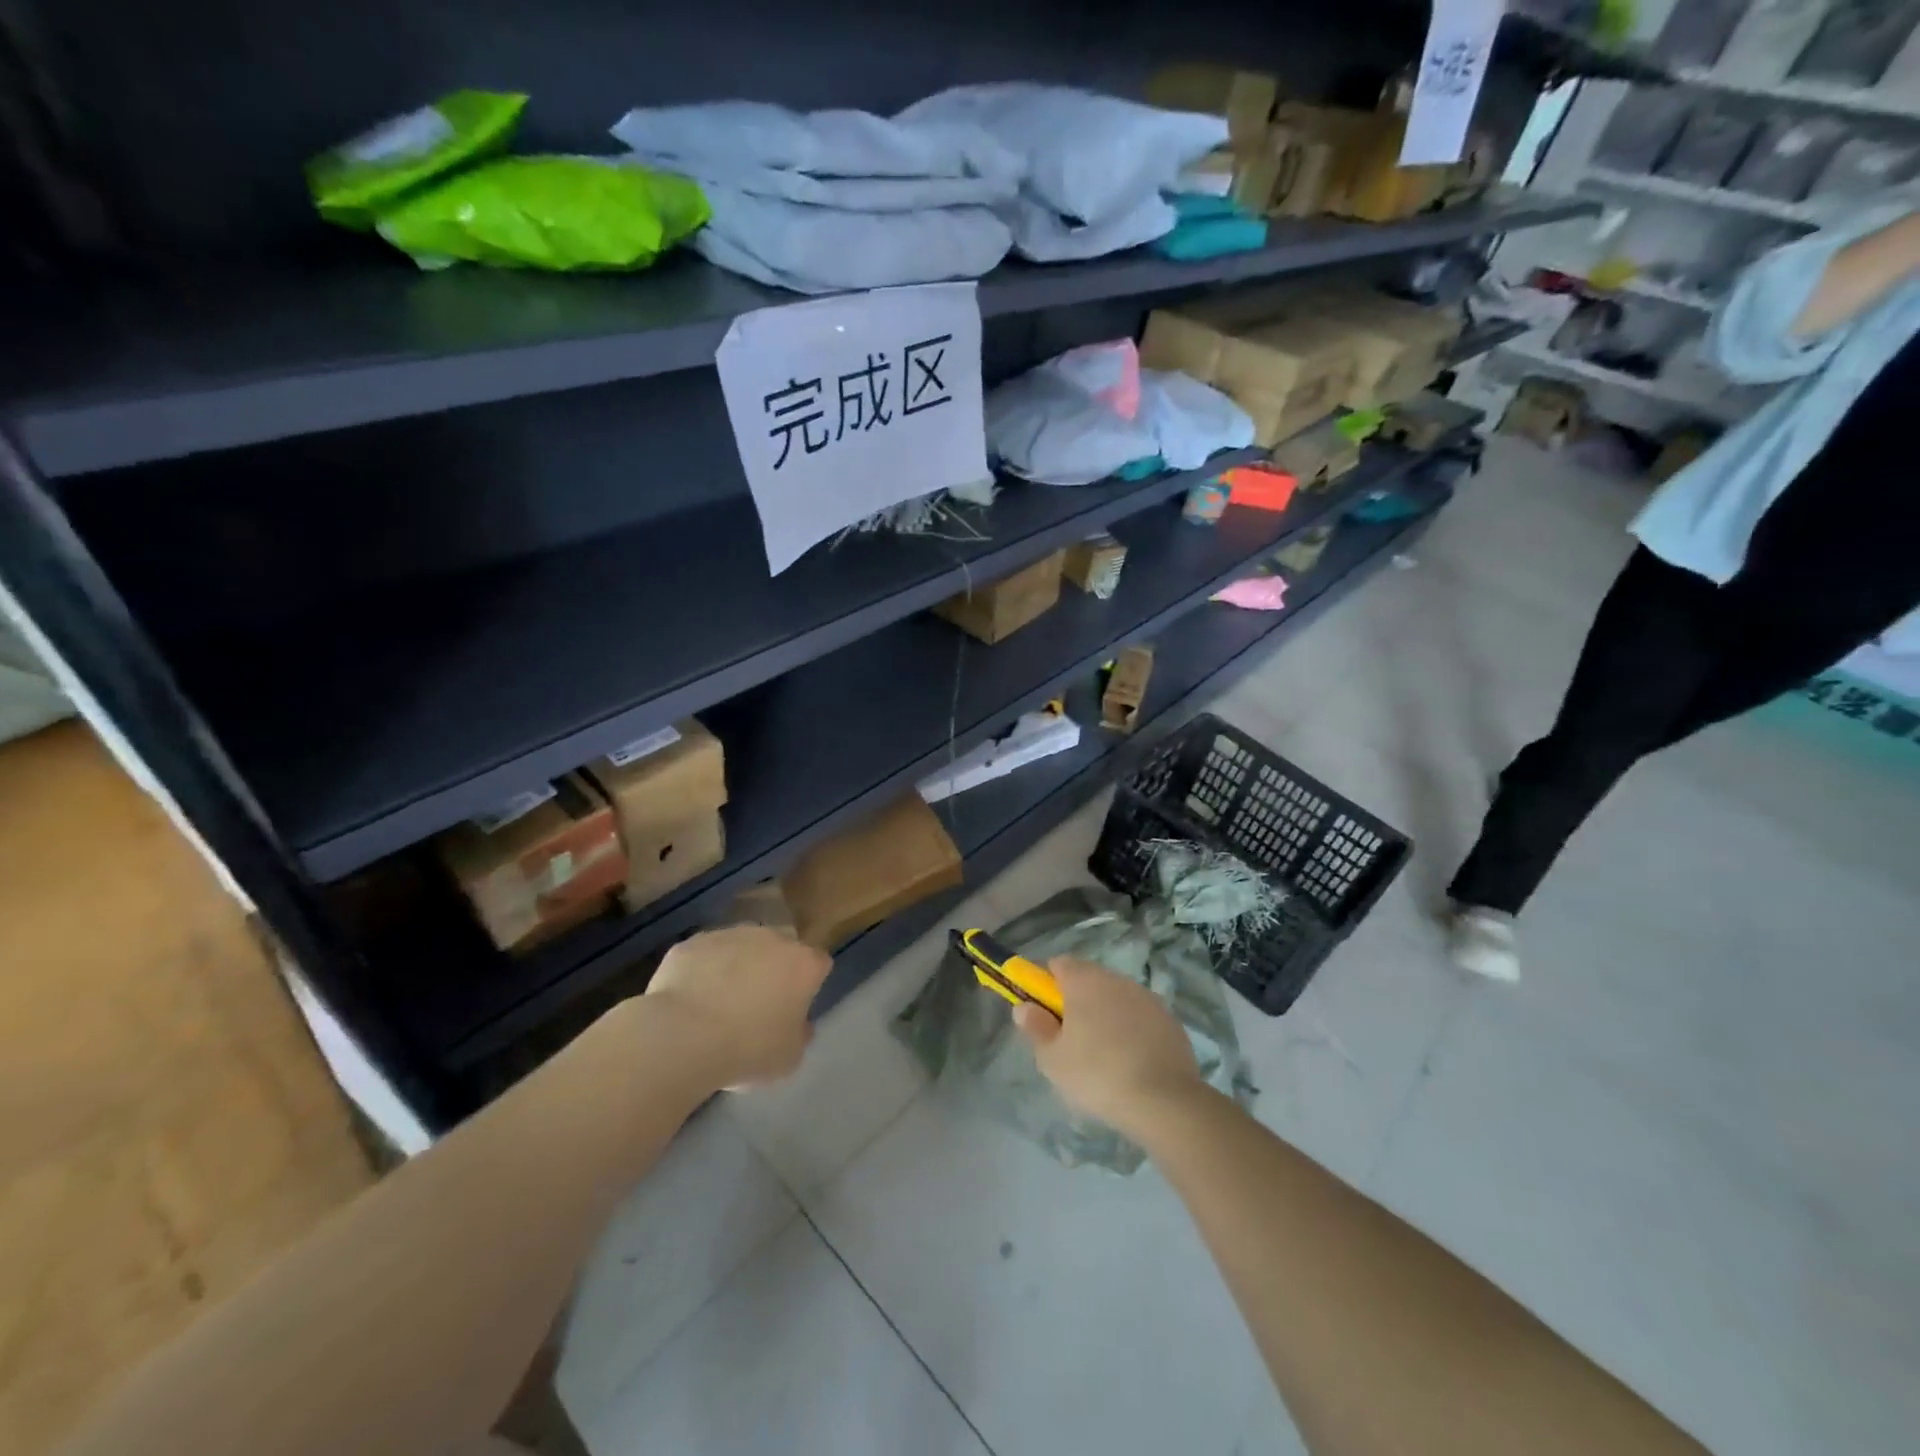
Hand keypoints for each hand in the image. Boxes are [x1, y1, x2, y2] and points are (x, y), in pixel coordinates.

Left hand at [645, 926, 830, 1088]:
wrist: (681, 1036)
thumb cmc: (746, 1049)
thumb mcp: (789, 1058)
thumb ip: (800, 1034)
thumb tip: (797, 1024)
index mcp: (803, 964)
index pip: (819, 964)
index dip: (809, 984)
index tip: (795, 1008)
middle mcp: (771, 938)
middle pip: (781, 947)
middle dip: (774, 967)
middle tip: (758, 1003)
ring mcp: (729, 935)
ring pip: (741, 946)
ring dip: (737, 966)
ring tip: (718, 1003)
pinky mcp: (692, 942)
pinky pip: (705, 955)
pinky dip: (702, 970)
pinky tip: (690, 1001)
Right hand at [1013, 956, 1205, 1136]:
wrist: (1164, 1101)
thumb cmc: (1097, 1075)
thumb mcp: (1052, 1059)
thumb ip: (1035, 1028)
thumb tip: (1024, 1007)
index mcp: (1084, 981)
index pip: (1059, 964)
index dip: (1048, 985)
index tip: (1046, 1014)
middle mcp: (1116, 980)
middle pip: (1089, 979)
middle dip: (1077, 1002)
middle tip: (1071, 1040)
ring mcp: (1147, 998)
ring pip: (1116, 998)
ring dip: (1106, 1015)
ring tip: (1104, 1056)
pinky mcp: (1170, 1020)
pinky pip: (1141, 1017)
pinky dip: (1132, 1030)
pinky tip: (1132, 1062)